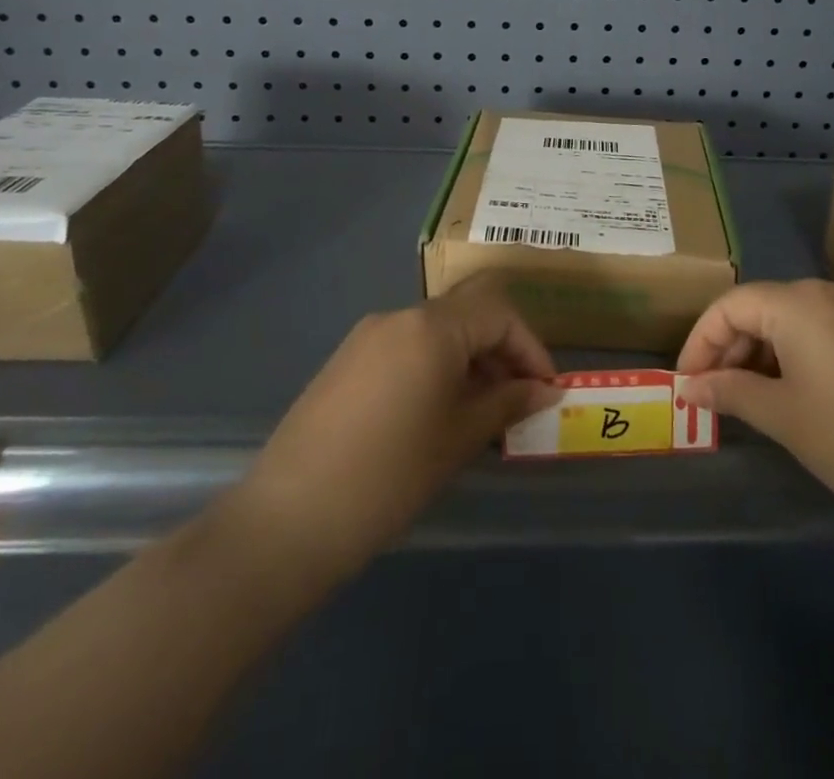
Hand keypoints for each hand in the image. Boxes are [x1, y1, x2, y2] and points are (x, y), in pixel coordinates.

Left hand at [227, 282, 558, 584]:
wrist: (287, 521)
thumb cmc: (389, 476)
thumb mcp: (460, 438)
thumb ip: (508, 403)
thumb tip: (546, 389)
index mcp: (431, 326)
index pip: (499, 312)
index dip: (530, 346)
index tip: (545, 389)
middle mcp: (399, 316)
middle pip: (467, 312)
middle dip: (501, 348)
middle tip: (518, 397)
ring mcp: (367, 337)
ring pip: (436, 330)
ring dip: (469, 359)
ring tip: (482, 411)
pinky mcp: (346, 361)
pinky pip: (406, 348)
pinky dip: (435, 367)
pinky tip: (436, 413)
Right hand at [676, 279, 833, 532]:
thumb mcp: (783, 417)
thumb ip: (730, 392)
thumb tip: (688, 387)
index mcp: (798, 302)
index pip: (731, 306)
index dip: (700, 342)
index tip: (686, 383)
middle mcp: (827, 291)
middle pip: (761, 307)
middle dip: (730, 348)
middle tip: (713, 394)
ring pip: (792, 319)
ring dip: (762, 352)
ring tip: (750, 397)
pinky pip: (822, 329)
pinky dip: (795, 353)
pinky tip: (794, 391)